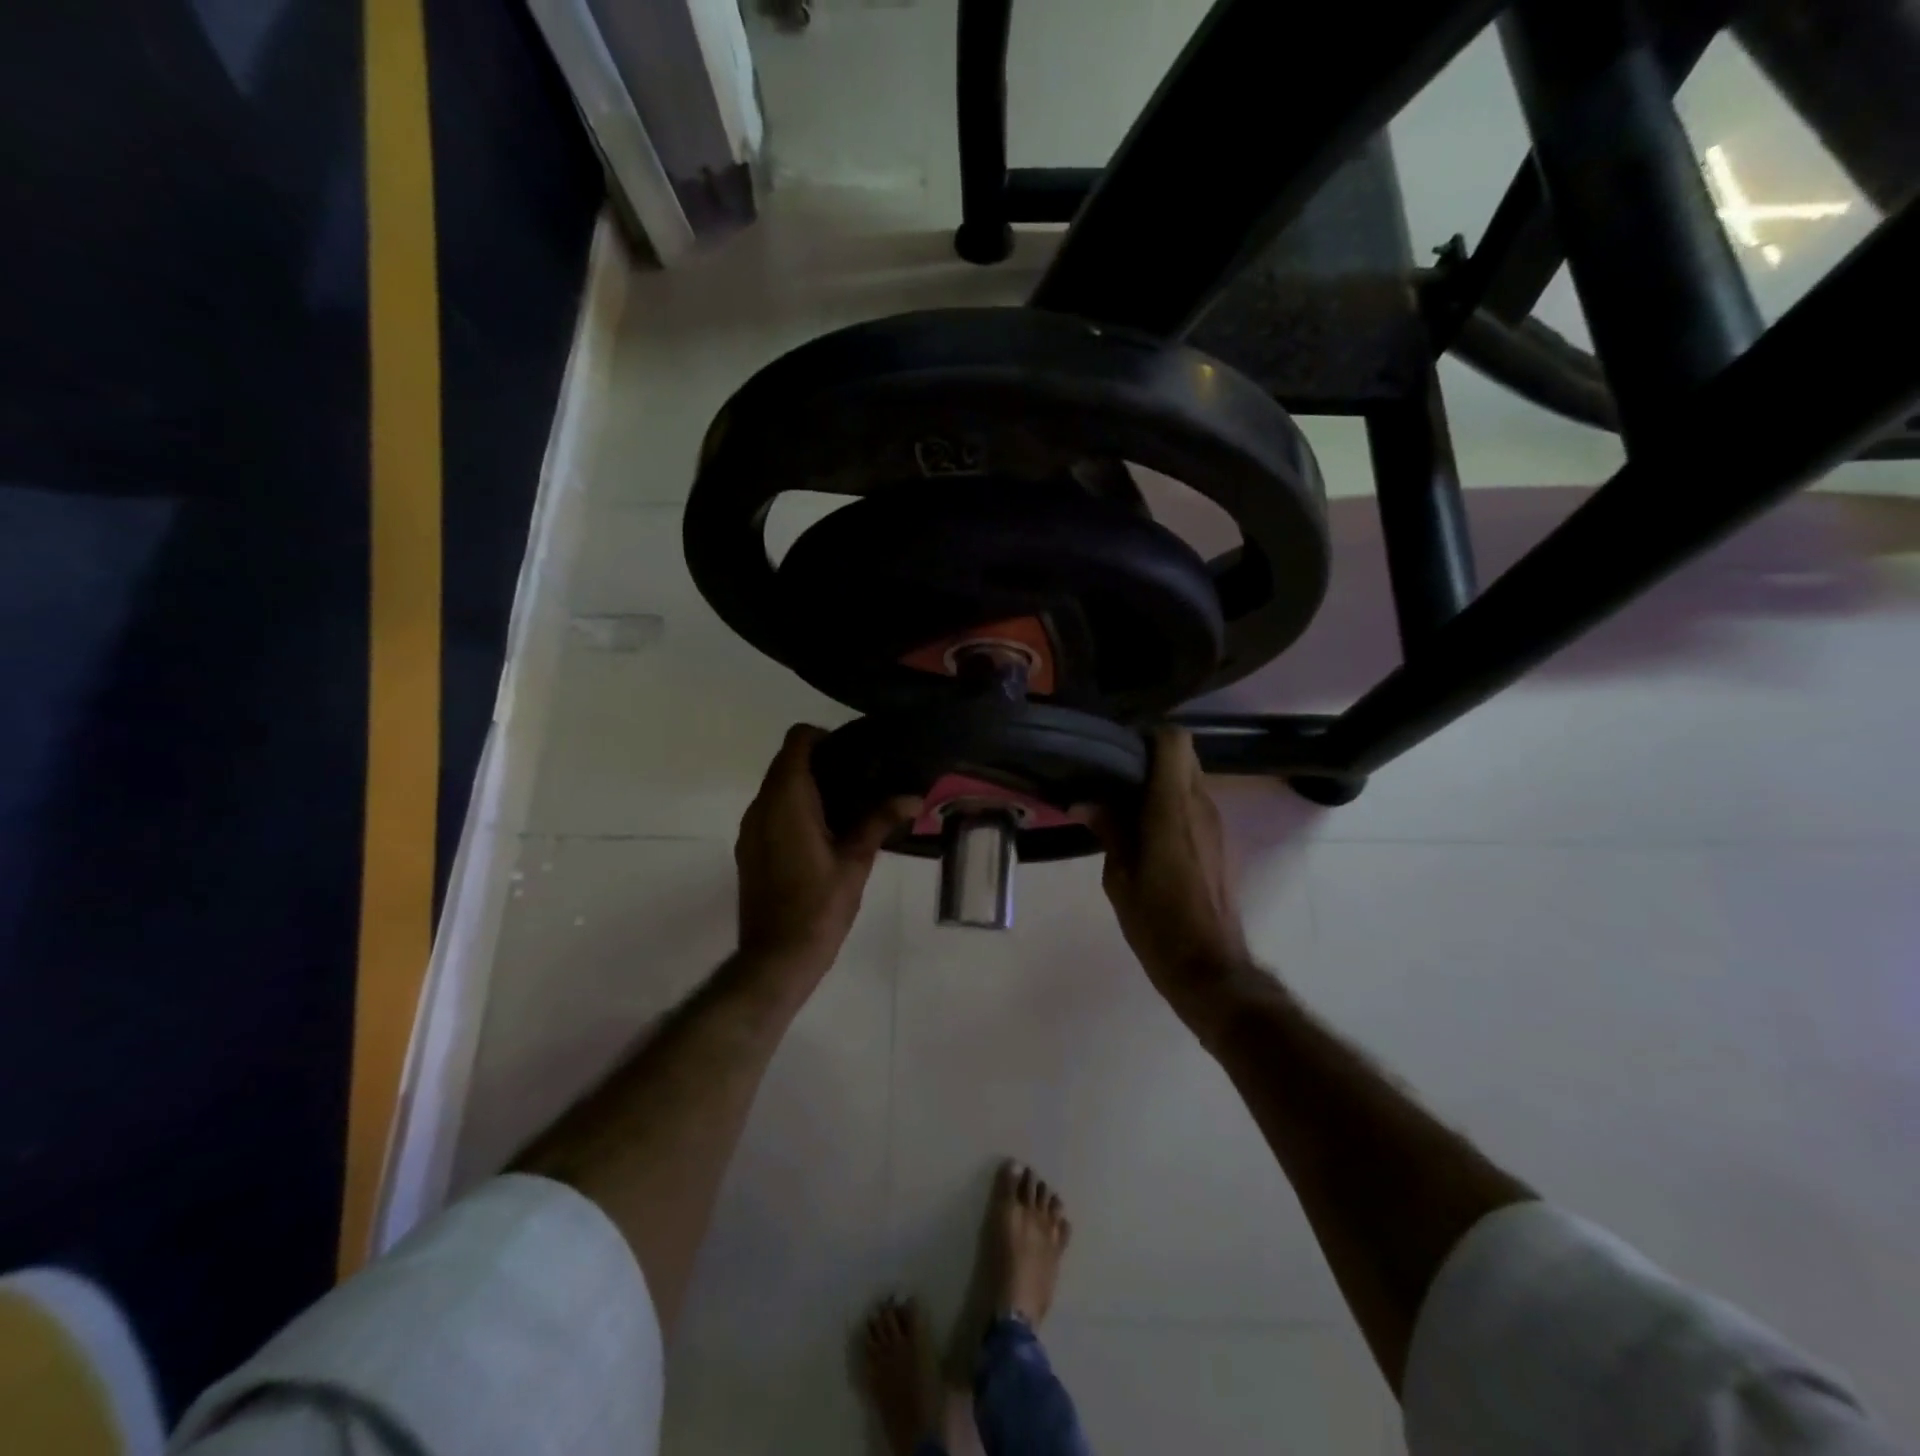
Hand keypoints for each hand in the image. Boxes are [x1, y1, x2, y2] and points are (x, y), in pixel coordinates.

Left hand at [735, 725, 919, 982]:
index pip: (796, 742)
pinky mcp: (748, 850)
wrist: (777, 956)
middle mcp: (761, 807)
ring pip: (775, 788)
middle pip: (785, 763)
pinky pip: (769, 811)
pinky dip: (793, 808)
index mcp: (786, 801)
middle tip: (860, 778)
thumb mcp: (856, 861)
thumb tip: (914, 797)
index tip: (853, 753)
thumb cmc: (819, 906)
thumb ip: (880, 822)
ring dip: (805, 786)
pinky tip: (823, 833)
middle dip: (819, 762)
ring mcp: (750, 829)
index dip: (823, 737)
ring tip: (846, 805)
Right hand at [1097, 727, 1254, 1019]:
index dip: (1147, 734)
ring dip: (1161, 781)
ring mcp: (1215, 824)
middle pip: (1184, 755)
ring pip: (1191, 778)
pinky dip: (1171, 802)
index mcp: (1172, 809)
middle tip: (1113, 774)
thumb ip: (1108, 832)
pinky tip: (1143, 827)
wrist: (1209, 968)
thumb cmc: (1158, 924)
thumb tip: (1086, 803)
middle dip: (1150, 756)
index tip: (1117, 748)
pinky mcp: (1219, 842)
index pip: (1174, 741)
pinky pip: (1195, 803)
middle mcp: (1200, 807)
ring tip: (1123, 801)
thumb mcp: (1119, 879)